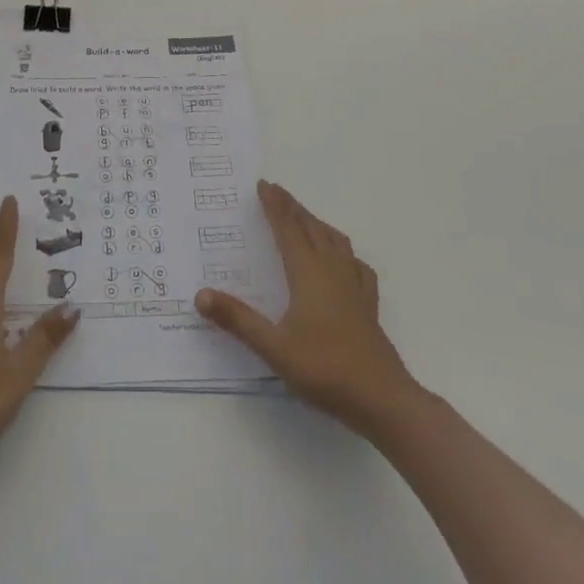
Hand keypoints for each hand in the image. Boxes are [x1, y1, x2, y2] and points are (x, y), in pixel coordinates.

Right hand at [196, 180, 419, 438]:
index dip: (274, 205)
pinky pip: (355, 264)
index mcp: (308, 272)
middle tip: (277, 192)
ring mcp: (354, 286)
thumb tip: (200, 295)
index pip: (287, 228)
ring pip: (335, 241)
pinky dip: (344, 252)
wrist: (383, 400)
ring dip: (316, 223)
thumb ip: (238, 320)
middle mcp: (332, 270)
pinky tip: (344, 261)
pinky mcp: (368, 305)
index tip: (263, 184)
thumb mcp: (274, 347)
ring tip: (305, 218)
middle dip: (293, 208)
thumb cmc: (325, 369)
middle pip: (311, 228)